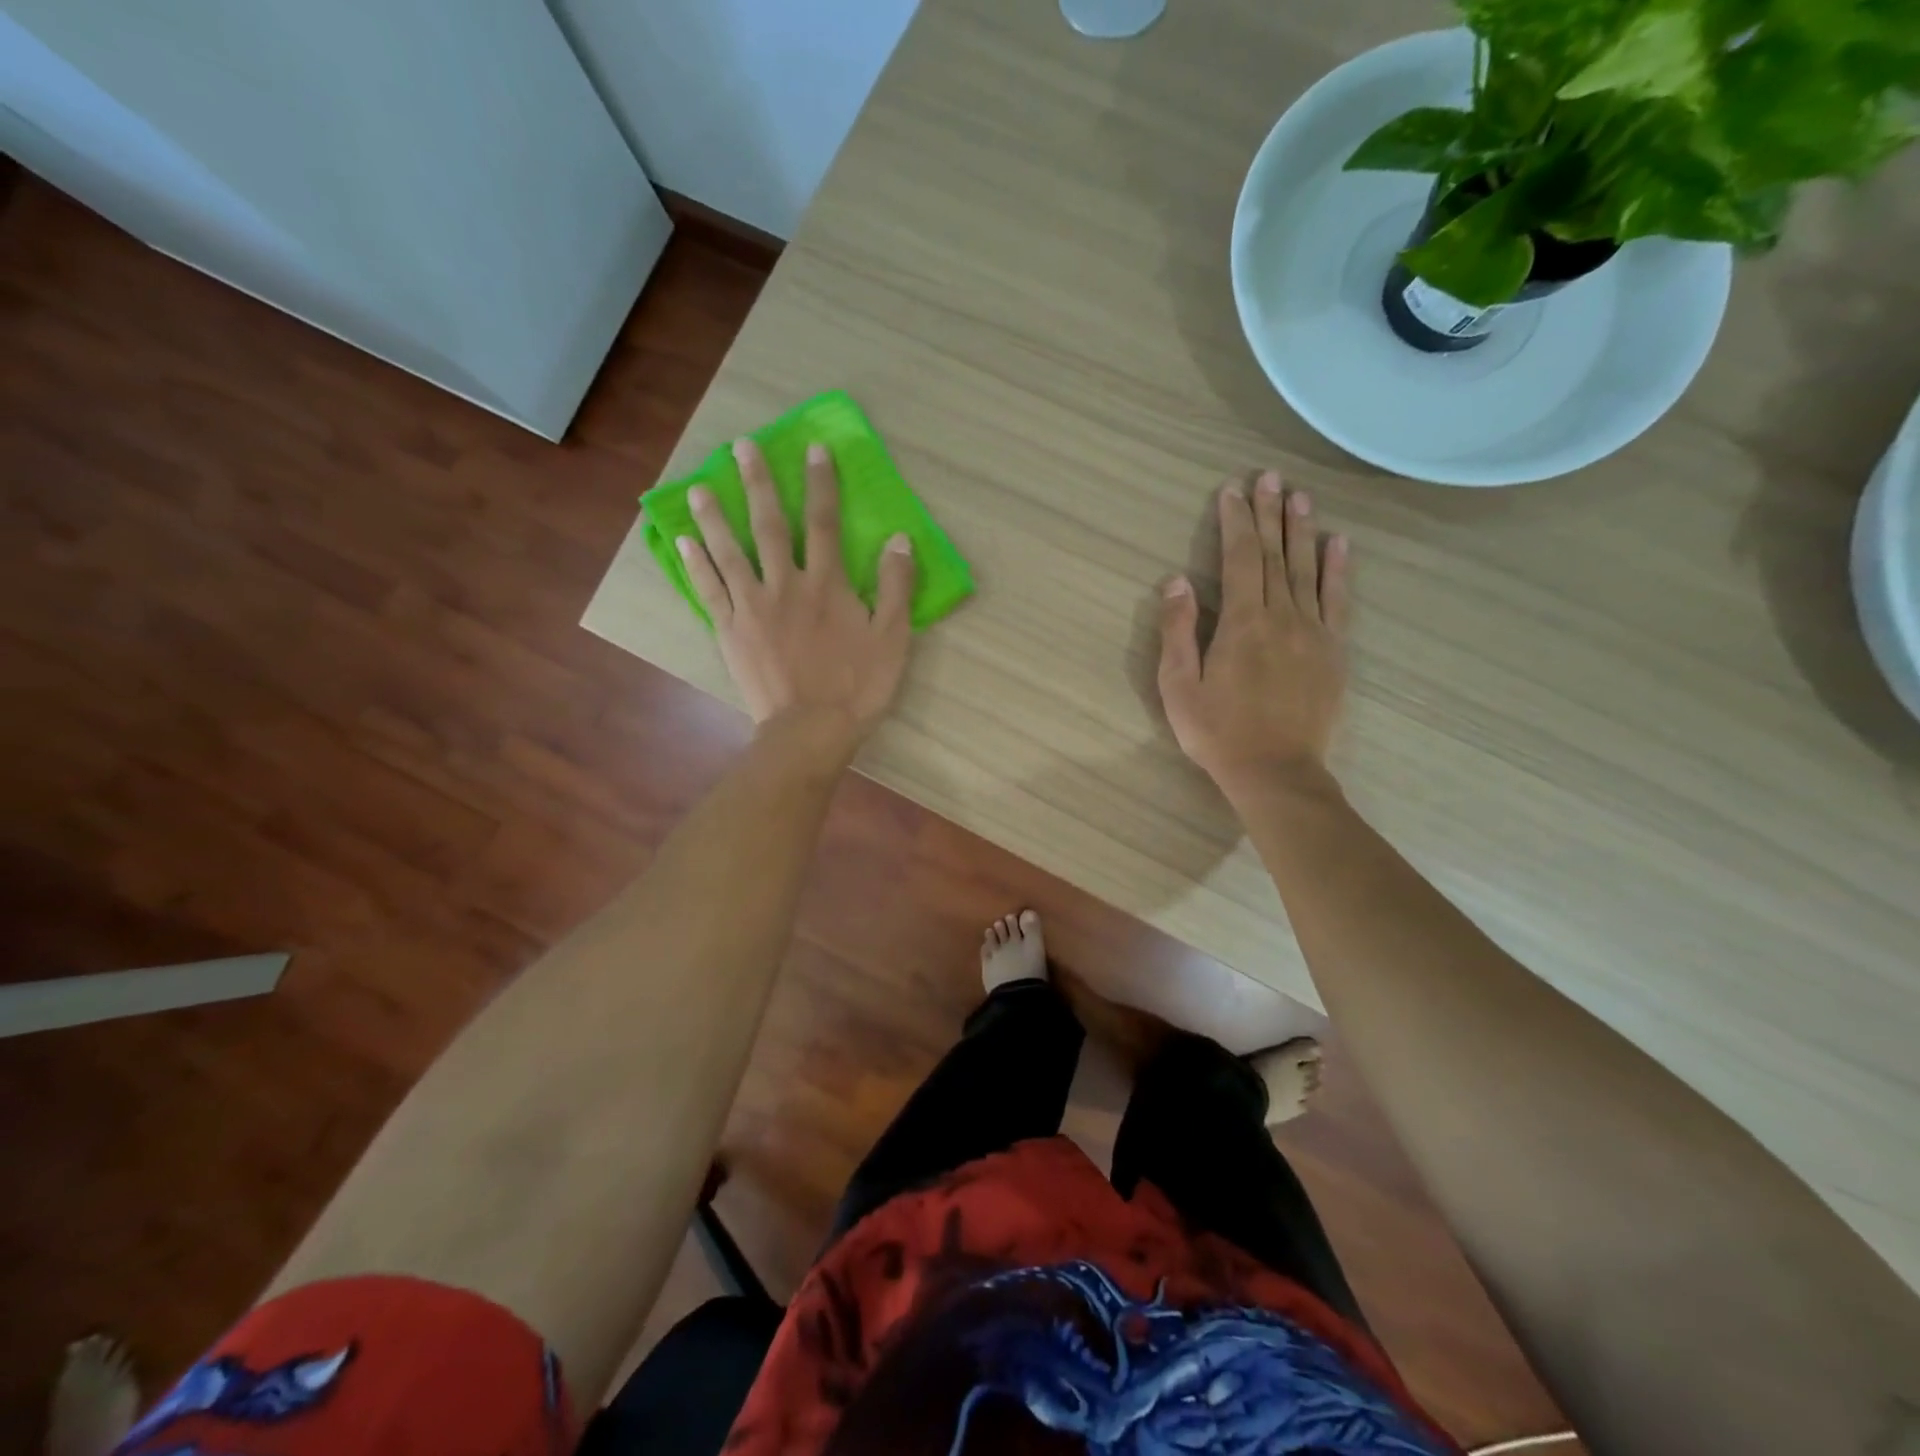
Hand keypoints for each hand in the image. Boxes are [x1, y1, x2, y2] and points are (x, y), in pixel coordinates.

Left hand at [678, 438, 915, 758]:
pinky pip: (709, 590)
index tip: (814, 449)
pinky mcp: (730, 631)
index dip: (821, 483)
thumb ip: (895, 587)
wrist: (811, 730)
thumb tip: (899, 540)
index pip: (825, 523)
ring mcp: (752, 607)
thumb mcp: (893, 638)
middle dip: (757, 483)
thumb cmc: (858, 687)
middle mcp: (785, 584)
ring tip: (699, 488)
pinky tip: (682, 542)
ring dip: (714, 517)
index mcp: (827, 584)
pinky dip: (696, 565)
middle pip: (769, 525)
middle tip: (741, 448)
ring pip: (730, 551)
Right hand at [1158, 472, 1350, 802]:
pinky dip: (1337, 570)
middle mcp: (1282, 617)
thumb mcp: (1179, 688)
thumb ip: (1177, 631)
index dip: (1235, 522)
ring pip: (1307, 570)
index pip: (1239, 559)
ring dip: (1301, 530)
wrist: (1276, 772)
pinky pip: (1337, 602)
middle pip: (1275, 555)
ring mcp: (1313, 633)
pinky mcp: (1333, 652)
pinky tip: (1338, 544)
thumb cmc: (1218, 733)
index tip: (1231, 491)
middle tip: (1269, 477)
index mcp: (1242, 624)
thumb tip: (1175, 581)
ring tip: (1299, 496)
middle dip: (1269, 514)